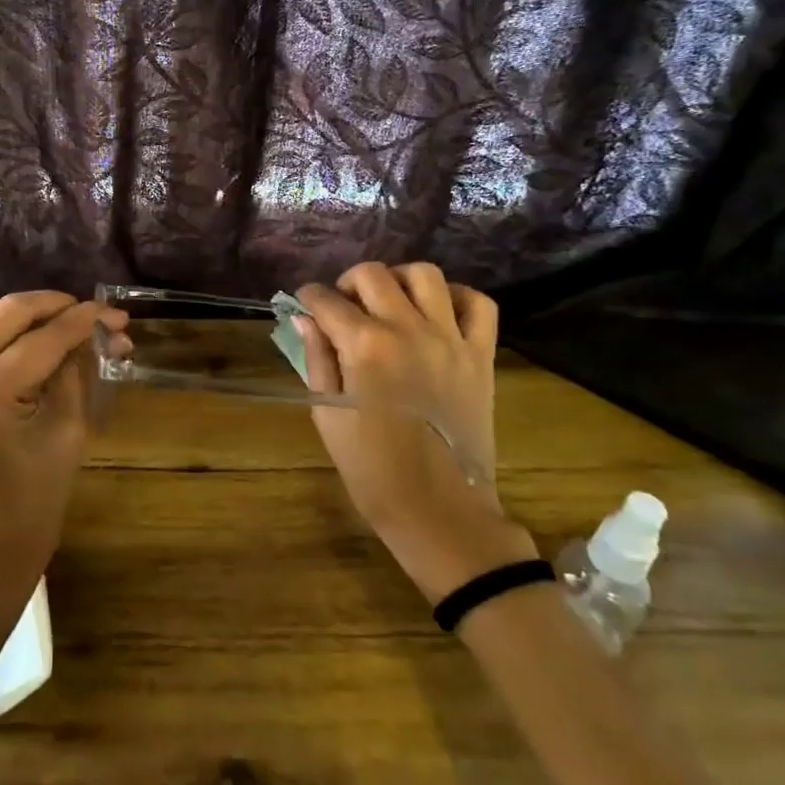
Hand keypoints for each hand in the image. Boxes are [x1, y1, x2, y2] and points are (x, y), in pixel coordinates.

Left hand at [0, 292, 126, 620]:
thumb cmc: (32, 508)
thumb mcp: (67, 435)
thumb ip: (76, 374)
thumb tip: (94, 334)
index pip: (43, 338)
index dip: (84, 321)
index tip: (116, 315)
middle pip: (7, 312)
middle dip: (55, 306)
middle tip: (91, 315)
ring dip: (22, 314)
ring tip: (58, 325)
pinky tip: (22, 342)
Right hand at [294, 263, 535, 601]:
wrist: (439, 510)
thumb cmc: (371, 469)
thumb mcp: (328, 415)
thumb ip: (317, 358)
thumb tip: (306, 319)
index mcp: (364, 346)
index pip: (326, 301)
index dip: (308, 298)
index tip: (304, 304)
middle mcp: (407, 330)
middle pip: (373, 274)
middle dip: (347, 282)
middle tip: (343, 305)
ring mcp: (450, 339)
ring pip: (425, 276)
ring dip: (399, 280)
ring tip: (389, 302)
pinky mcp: (481, 355)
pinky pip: (478, 304)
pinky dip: (457, 297)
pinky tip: (437, 312)